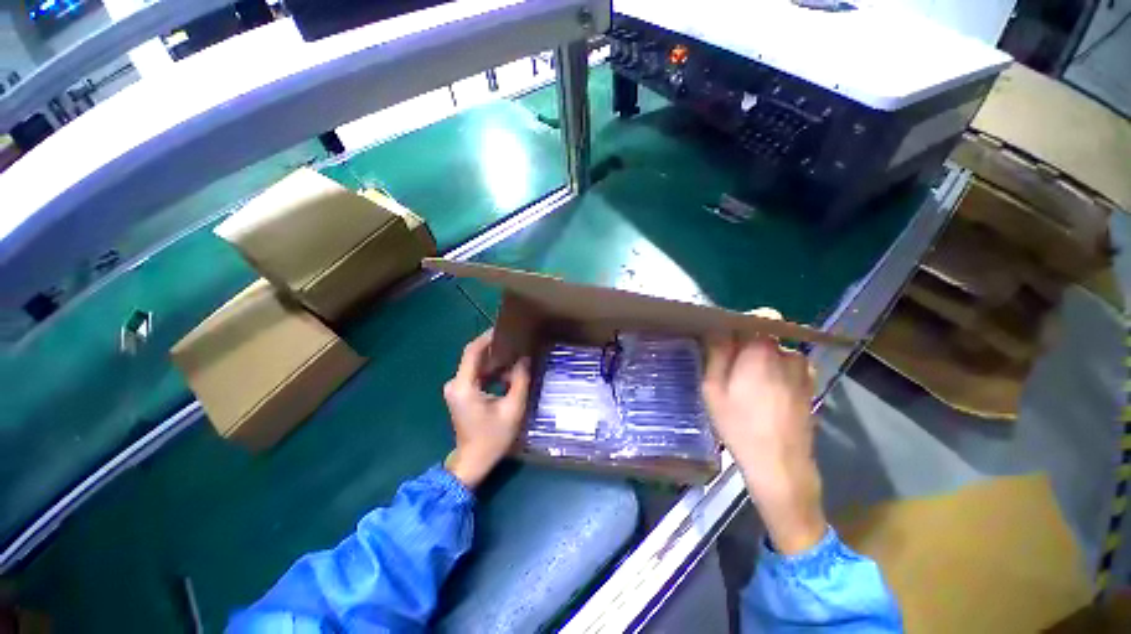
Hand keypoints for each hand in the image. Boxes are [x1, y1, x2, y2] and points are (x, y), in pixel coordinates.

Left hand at [443, 330, 530, 489]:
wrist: (473, 461)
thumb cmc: (493, 438)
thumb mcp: (513, 409)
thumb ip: (520, 381)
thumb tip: (525, 358)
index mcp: (464, 386)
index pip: (473, 351)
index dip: (488, 337)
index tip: (506, 329)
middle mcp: (455, 384)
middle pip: (475, 357)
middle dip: (496, 350)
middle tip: (517, 344)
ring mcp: (456, 389)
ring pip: (477, 365)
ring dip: (496, 362)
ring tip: (516, 358)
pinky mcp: (460, 394)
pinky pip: (476, 374)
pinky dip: (491, 372)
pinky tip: (507, 374)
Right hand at [702, 309, 824, 554]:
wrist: (780, 466)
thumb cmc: (739, 425)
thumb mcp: (713, 388)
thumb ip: (716, 353)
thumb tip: (717, 328)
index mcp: (762, 351)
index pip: (762, 316)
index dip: (744, 323)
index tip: (728, 340)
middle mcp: (789, 355)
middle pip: (767, 336)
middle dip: (748, 346)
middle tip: (731, 371)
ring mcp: (804, 372)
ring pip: (777, 353)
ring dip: (762, 361)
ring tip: (748, 388)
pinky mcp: (810, 388)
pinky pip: (788, 368)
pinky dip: (776, 373)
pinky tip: (766, 398)